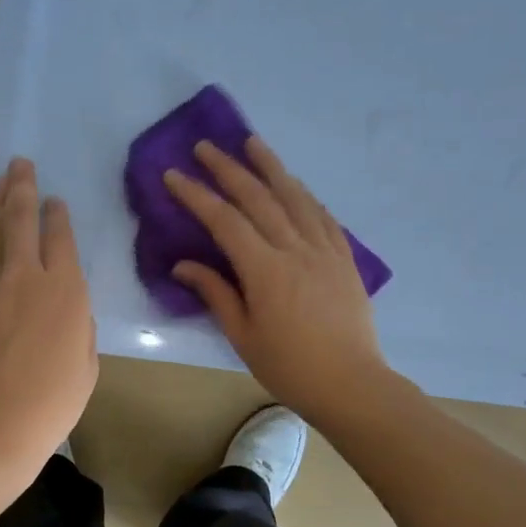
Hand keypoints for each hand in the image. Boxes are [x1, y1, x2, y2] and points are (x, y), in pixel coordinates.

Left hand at [0, 158, 97, 461]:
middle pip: (20, 220)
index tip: (54, 199)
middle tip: (19, 164)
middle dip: (21, 188)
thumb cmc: (54, 400)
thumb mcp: (86, 363)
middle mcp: (25, 277)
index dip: (57, 214)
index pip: (60, 236)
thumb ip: (79, 326)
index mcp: (65, 290)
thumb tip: (68, 311)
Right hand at [164, 137, 391, 426]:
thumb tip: (183, 265)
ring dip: (271, 167)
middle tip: (206, 146)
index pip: (225, 221)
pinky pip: (322, 215)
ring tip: (253, 142)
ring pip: (295, 197)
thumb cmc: (290, 367)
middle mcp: (295, 249)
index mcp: (265, 270)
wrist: (352, 383)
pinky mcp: (344, 258)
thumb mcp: (243, 336)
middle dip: (229, 169)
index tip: (173, 175)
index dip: (197, 195)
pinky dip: (305, 195)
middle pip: (258, 198)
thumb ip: (216, 293)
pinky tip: (295, 185)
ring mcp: (324, 250)